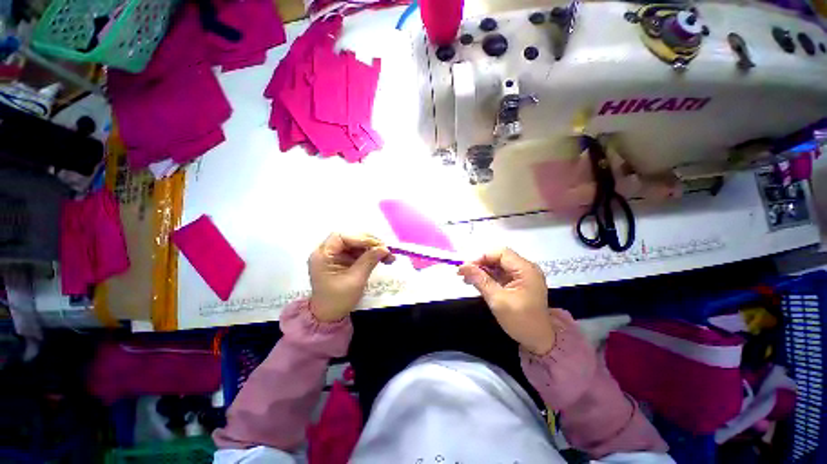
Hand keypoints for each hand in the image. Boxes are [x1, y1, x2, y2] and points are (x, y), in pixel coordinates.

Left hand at [308, 233, 393, 322]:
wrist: (329, 316)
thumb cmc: (338, 300)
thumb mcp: (355, 280)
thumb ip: (369, 261)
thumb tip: (385, 248)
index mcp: (322, 256)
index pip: (341, 237)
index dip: (360, 238)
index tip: (378, 245)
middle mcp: (327, 252)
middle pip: (350, 238)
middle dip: (369, 242)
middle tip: (386, 249)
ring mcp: (335, 255)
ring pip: (356, 244)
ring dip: (372, 248)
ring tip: (388, 255)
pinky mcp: (343, 260)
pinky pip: (358, 251)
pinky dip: (370, 254)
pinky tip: (382, 258)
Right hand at [458, 248, 555, 354]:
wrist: (539, 341)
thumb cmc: (520, 321)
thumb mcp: (497, 300)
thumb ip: (480, 280)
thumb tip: (463, 266)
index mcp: (526, 270)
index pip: (501, 253)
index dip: (482, 257)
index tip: (466, 267)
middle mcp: (526, 268)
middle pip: (499, 258)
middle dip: (480, 263)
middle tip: (463, 272)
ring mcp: (523, 275)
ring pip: (498, 265)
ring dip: (482, 270)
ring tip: (466, 278)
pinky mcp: (519, 282)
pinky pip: (501, 273)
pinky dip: (488, 276)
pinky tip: (476, 281)